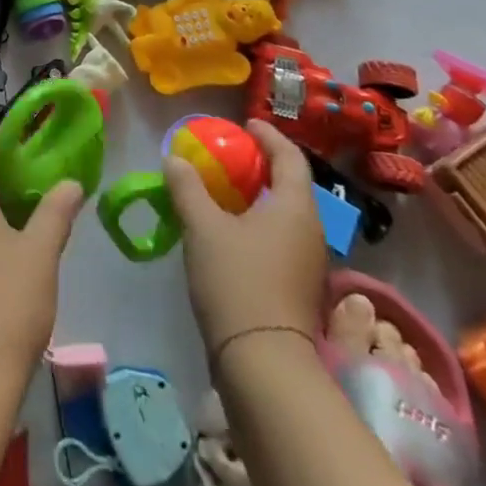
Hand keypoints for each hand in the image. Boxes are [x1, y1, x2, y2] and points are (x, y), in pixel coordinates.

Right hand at [166, 120, 325, 355]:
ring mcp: (307, 262)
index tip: (245, 124)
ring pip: (284, 213)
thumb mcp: (202, 226)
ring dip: (256, 195)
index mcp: (295, 208)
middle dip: (260, 165)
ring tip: (222, 188)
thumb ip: (187, 187)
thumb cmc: (236, 280)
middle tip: (227, 154)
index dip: (268, 135)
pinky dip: (256, 221)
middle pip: (290, 185)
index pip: (290, 157)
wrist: (262, 361)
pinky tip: (228, 228)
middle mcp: (310, 231)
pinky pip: (279, 237)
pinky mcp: (296, 286)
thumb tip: (175, 159)